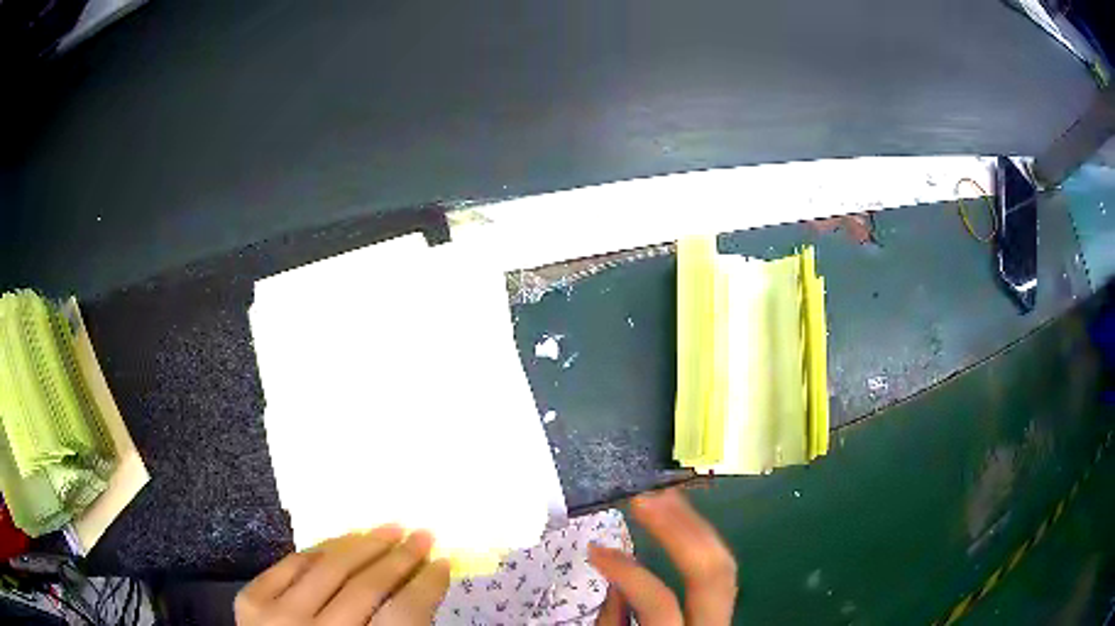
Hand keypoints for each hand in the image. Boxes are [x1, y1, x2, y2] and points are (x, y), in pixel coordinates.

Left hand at [235, 525, 450, 624]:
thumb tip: (421, 589)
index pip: (403, 616)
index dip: (426, 585)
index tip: (443, 562)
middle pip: (366, 587)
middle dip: (401, 557)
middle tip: (423, 535)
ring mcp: (276, 616)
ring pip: (327, 567)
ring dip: (363, 544)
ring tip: (388, 528)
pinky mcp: (250, 600)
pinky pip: (291, 563)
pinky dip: (319, 550)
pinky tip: (342, 542)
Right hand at [589, 489, 736, 625]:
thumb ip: (613, 623)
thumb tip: (618, 579)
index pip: (660, 602)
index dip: (628, 572)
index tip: (596, 550)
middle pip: (711, 574)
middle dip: (681, 531)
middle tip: (646, 499)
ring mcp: (726, 617)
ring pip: (725, 566)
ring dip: (696, 528)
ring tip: (666, 497)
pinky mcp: (725, 610)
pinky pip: (720, 572)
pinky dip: (703, 545)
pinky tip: (686, 524)